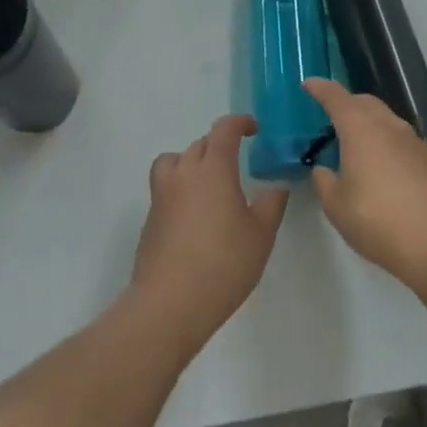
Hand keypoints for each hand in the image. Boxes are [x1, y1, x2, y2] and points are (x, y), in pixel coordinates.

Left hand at [130, 114, 288, 353]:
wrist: (169, 303)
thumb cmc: (223, 263)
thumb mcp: (261, 235)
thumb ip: (271, 204)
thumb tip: (276, 186)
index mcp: (213, 168)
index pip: (224, 129)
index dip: (239, 123)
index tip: (253, 128)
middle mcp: (184, 173)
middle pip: (200, 144)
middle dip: (219, 145)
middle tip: (237, 163)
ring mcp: (162, 195)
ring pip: (175, 161)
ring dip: (192, 162)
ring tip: (208, 183)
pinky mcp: (150, 219)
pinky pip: (166, 187)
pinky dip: (180, 189)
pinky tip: (195, 217)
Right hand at [305, 79, 426, 291]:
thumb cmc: (379, 222)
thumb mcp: (337, 208)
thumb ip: (325, 183)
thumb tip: (323, 170)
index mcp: (360, 129)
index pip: (337, 97)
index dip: (321, 88)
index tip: (309, 83)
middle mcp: (388, 125)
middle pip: (364, 101)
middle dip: (346, 102)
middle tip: (331, 116)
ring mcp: (413, 140)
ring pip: (386, 117)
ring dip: (368, 120)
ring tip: (357, 142)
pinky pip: (401, 137)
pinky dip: (386, 139)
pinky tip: (383, 163)